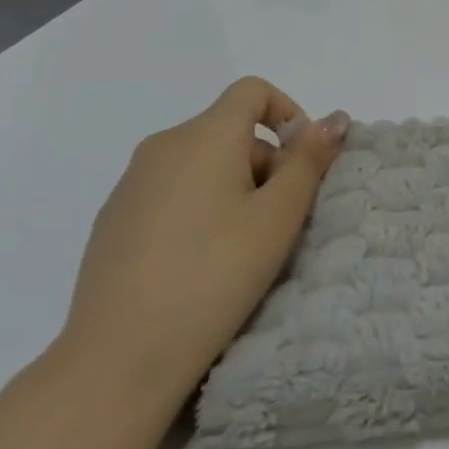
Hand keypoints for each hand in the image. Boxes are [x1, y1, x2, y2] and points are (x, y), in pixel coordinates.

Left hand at [58, 78, 347, 404]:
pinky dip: (198, 206)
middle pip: (229, 129)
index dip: (288, 113)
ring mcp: (131, 183)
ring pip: (200, 161)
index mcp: (204, 136)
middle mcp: (163, 146)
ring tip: (242, 245)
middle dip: (266, 160)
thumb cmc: (215, 274)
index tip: (302, 162)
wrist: (119, 357)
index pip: (252, 91)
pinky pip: (170, 190)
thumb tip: (335, 117)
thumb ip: (309, 159)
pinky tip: (200, 261)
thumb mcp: (279, 216)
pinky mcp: (113, 219)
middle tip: (279, 219)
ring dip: (234, 185)